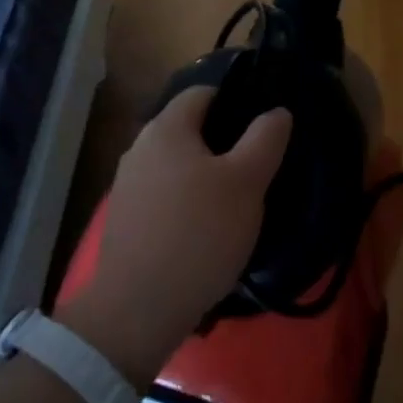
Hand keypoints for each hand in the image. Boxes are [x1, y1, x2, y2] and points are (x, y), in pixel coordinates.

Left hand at [60, 87, 291, 385]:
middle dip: (223, 143)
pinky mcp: (124, 221)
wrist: (137, 310)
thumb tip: (277, 112)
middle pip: (189, 130)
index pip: (204, 93)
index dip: (237, 101)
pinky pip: (164, 196)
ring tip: (236, 203)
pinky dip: (186, 203)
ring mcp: (127, 186)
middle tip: (257, 168)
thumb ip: (265, 139)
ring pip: (177, 165)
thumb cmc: (199, 233)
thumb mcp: (247, 182)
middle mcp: (140, 148)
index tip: (263, 128)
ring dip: (205, 176)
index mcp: (166, 128)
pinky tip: (206, 231)